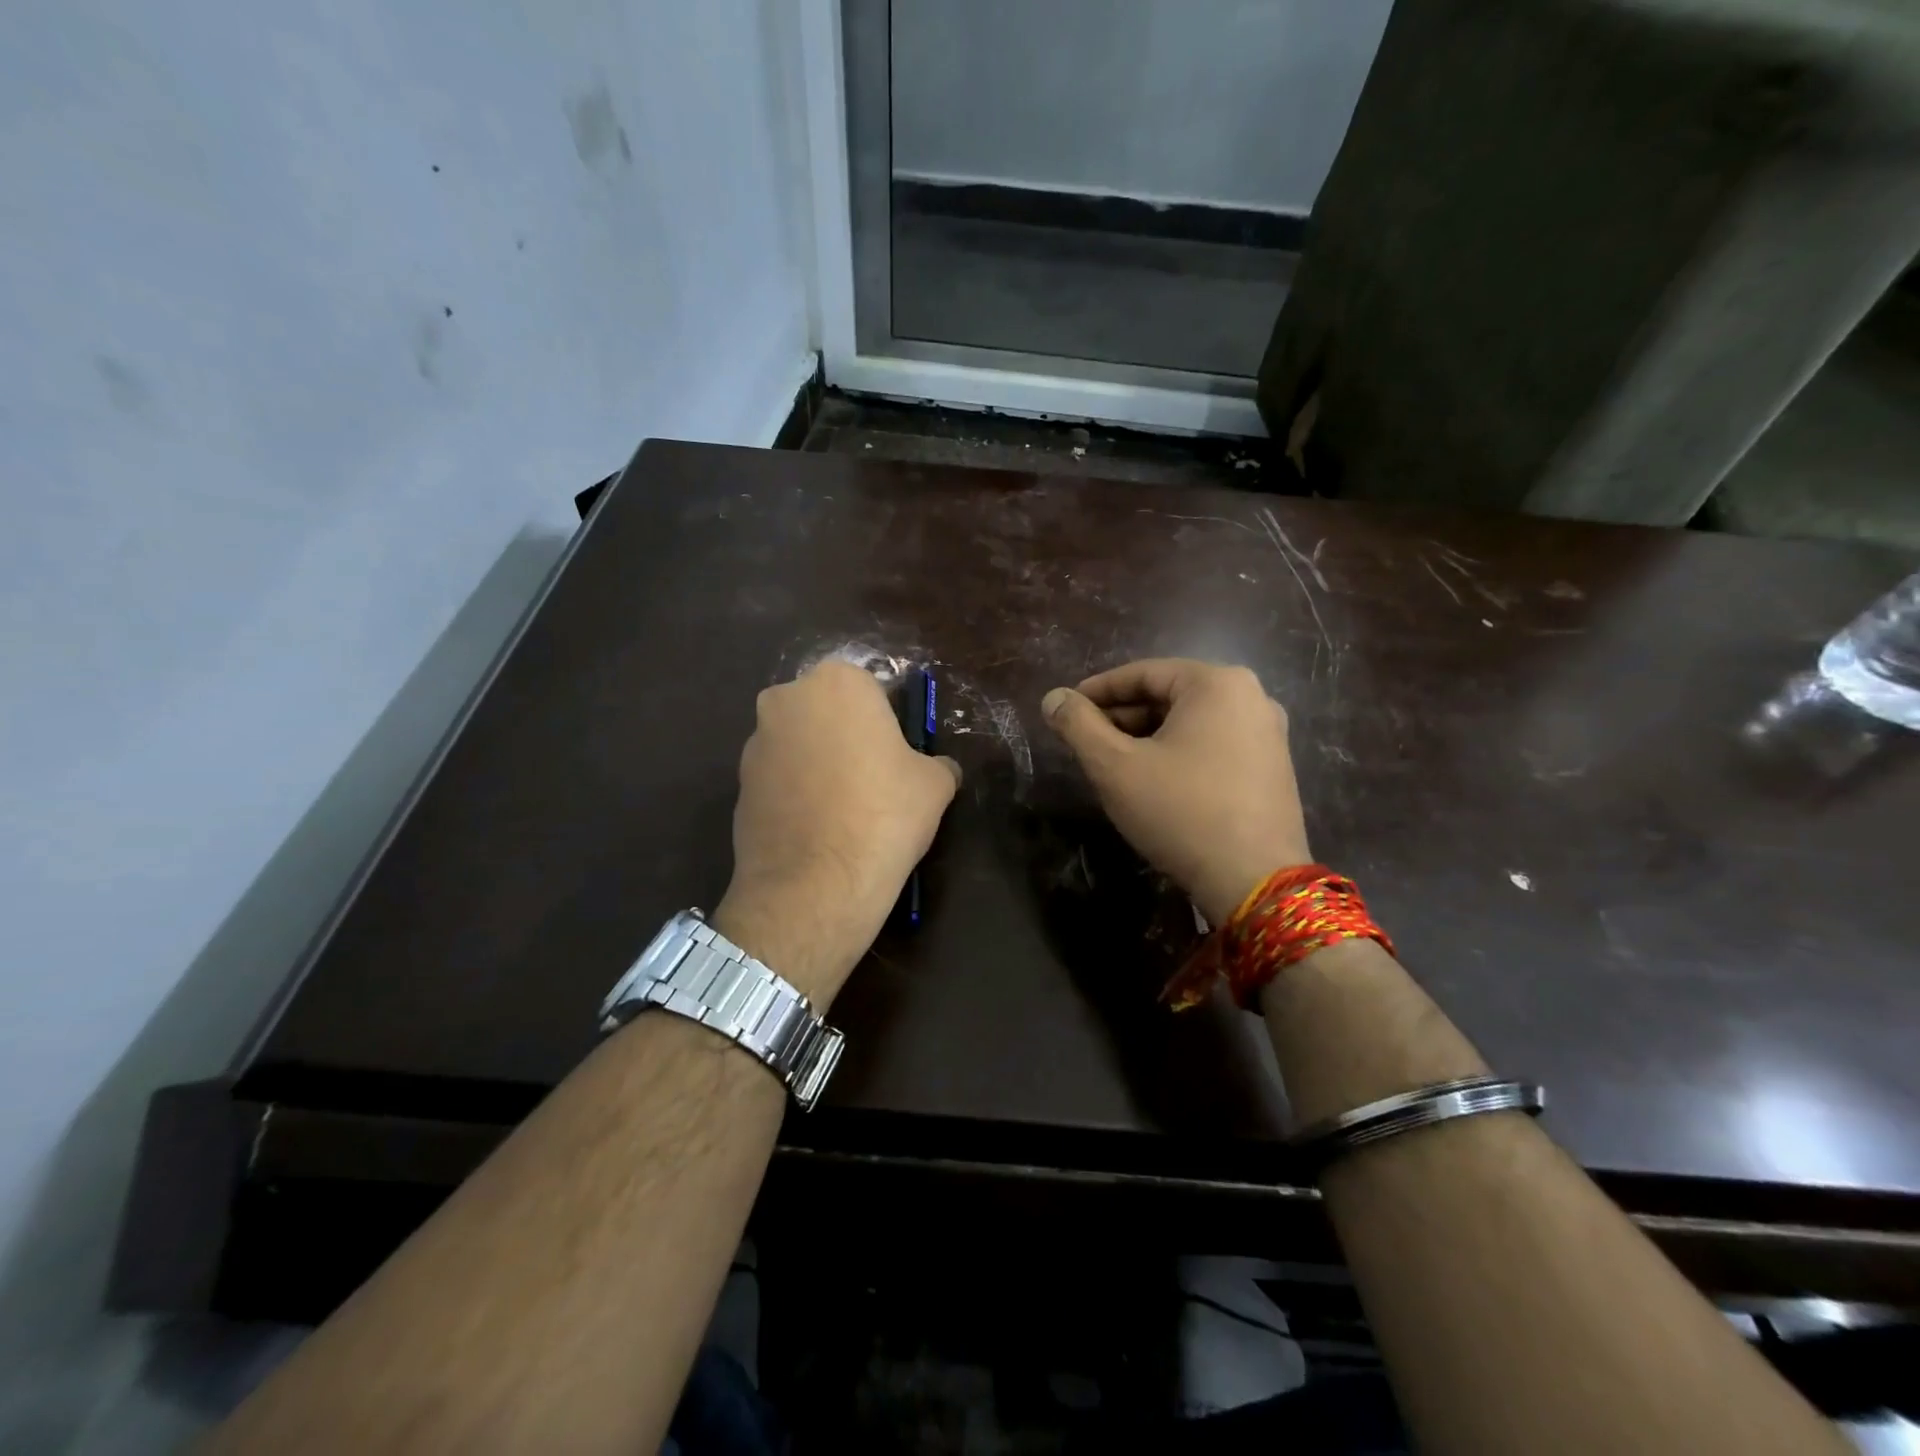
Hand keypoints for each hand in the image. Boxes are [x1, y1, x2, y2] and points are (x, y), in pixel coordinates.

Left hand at [714, 661, 960, 1006]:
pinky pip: (779, 779)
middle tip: (873, 779)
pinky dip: (796, 794)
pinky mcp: (737, 785)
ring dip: (818, 764)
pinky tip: (817, 829)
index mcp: (837, 682)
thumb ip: (938, 764)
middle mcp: (786, 699)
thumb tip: (940, 769)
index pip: (870, 690)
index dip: (888, 724)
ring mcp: (755, 743)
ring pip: (799, 744)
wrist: (816, 883)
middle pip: (827, 712)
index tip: (898, 756)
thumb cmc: (885, 815)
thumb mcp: (936, 785)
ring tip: (844, 811)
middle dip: (846, 737)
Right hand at [1041, 659, 1310, 927]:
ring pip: (1191, 723)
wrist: (1253, 880)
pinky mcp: (1273, 768)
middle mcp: (1251, 697)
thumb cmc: (1179, 811)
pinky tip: (1153, 782)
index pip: (1143, 673)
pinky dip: (1178, 754)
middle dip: (1123, 717)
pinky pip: (1214, 745)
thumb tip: (1053, 698)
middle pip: (1169, 696)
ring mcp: (1268, 734)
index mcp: (1217, 683)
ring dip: (1147, 737)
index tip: (1066, 709)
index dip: (1097, 691)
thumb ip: (1078, 725)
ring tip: (1112, 764)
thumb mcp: (1115, 766)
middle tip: (1086, 741)